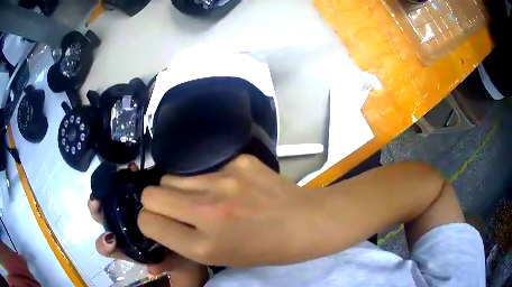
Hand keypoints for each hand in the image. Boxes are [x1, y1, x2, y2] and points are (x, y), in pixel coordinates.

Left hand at [88, 163, 207, 286]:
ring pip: (112, 199)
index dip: (104, 244)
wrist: (189, 239)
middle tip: (97, 200)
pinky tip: (134, 169)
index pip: (108, 247)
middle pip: (104, 218)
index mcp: (127, 247)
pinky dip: (127, 177)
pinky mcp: (138, 197)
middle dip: (98, 208)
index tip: (110, 238)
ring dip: (109, 188)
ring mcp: (129, 210)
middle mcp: (123, 228)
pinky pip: (128, 185)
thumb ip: (164, 265)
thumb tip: (152, 269)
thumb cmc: (178, 255)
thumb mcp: (174, 263)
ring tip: (114, 177)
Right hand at [138, 155, 322, 266]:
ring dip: (180, 189)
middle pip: (151, 193)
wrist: (306, 222)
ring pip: (172, 177)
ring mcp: (224, 181)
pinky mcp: (238, 162)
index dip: (148, 222)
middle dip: (155, 202)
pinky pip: (205, 168)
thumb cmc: (265, 249)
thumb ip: (183, 247)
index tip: (157, 222)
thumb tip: (153, 237)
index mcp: (204, 246)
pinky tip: (232, 188)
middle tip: (173, 208)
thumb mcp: (221, 258)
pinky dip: (209, 179)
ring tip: (203, 198)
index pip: (148, 222)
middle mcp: (208, 211)